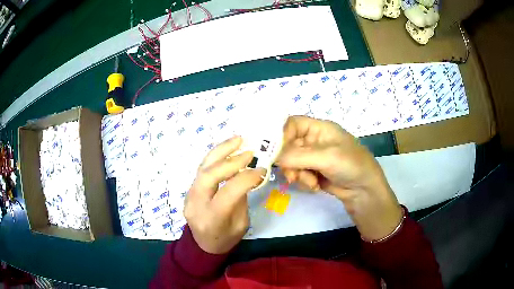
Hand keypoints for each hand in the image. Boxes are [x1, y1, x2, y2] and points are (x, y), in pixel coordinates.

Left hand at [184, 136, 265, 253]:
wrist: (202, 245)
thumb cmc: (226, 239)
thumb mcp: (241, 224)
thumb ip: (241, 199)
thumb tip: (246, 175)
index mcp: (213, 218)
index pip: (229, 191)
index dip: (247, 177)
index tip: (262, 170)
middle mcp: (197, 204)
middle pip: (209, 175)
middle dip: (230, 161)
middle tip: (249, 152)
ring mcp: (189, 196)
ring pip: (202, 168)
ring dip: (221, 151)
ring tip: (237, 139)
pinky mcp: (189, 190)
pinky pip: (201, 170)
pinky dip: (215, 157)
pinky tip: (227, 149)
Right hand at [277, 116, 401, 240]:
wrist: (364, 192)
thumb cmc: (351, 166)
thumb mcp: (327, 157)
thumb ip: (298, 156)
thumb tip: (271, 157)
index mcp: (319, 128)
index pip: (292, 124)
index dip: (281, 135)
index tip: (274, 152)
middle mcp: (314, 140)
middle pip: (288, 145)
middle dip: (289, 162)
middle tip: (293, 175)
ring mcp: (313, 157)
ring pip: (291, 162)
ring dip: (297, 174)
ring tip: (310, 182)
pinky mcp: (313, 172)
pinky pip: (298, 174)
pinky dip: (303, 181)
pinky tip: (315, 186)